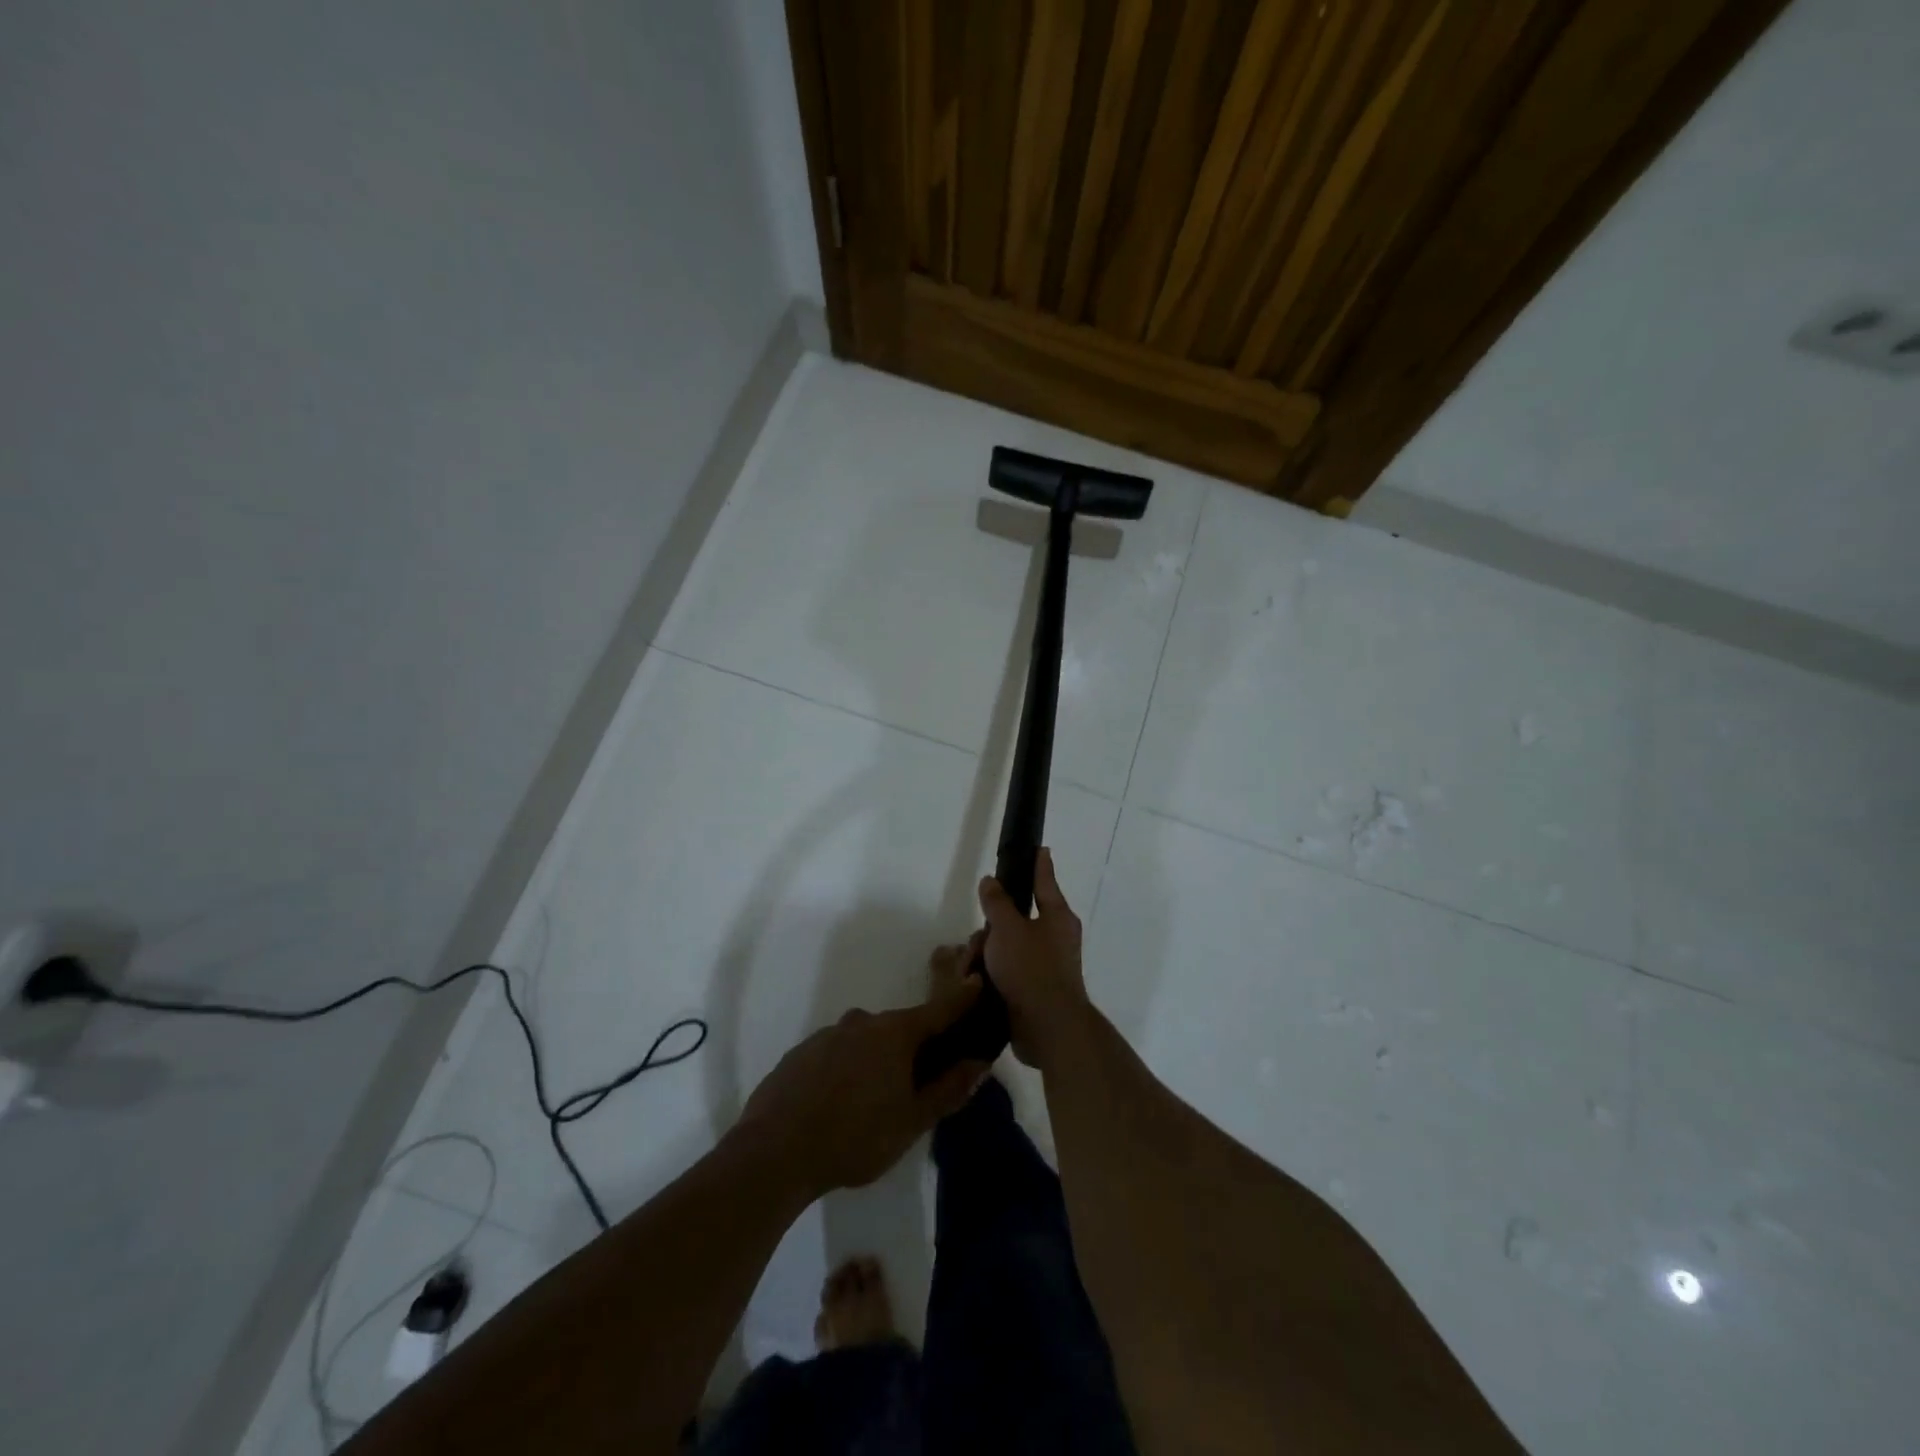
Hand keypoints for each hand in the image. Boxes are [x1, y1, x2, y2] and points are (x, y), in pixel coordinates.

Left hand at [735, 976, 989, 1197]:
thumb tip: (979, 1062)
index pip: (938, 1009)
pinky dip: (844, 1070)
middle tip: (917, 1084)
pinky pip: (835, 1055)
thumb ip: (948, 1089)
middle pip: (899, 1029)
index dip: (960, 999)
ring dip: (875, 1061)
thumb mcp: (912, 1121)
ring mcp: (827, 1035)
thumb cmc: (855, 1137)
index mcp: (895, 1033)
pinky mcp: (800, 1054)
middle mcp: (862, 1022)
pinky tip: (836, 1105)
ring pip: (864, 1042)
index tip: (976, 984)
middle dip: (913, 1048)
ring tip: (871, 1104)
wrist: (774, 1152)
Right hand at [977, 848, 1092, 1068]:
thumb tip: (990, 881)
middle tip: (979, 938)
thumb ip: (996, 902)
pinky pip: (1006, 970)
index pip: (1045, 880)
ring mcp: (1044, 965)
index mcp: (1057, 916)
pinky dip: (990, 973)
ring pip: (1006, 946)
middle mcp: (1055, 937)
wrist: (1047, 1027)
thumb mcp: (1007, 928)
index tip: (1040, 848)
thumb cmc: (1031, 968)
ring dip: (985, 954)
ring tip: (971, 970)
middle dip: (991, 927)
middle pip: (1016, 918)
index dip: (1039, 864)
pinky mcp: (1032, 988)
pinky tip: (974, 983)